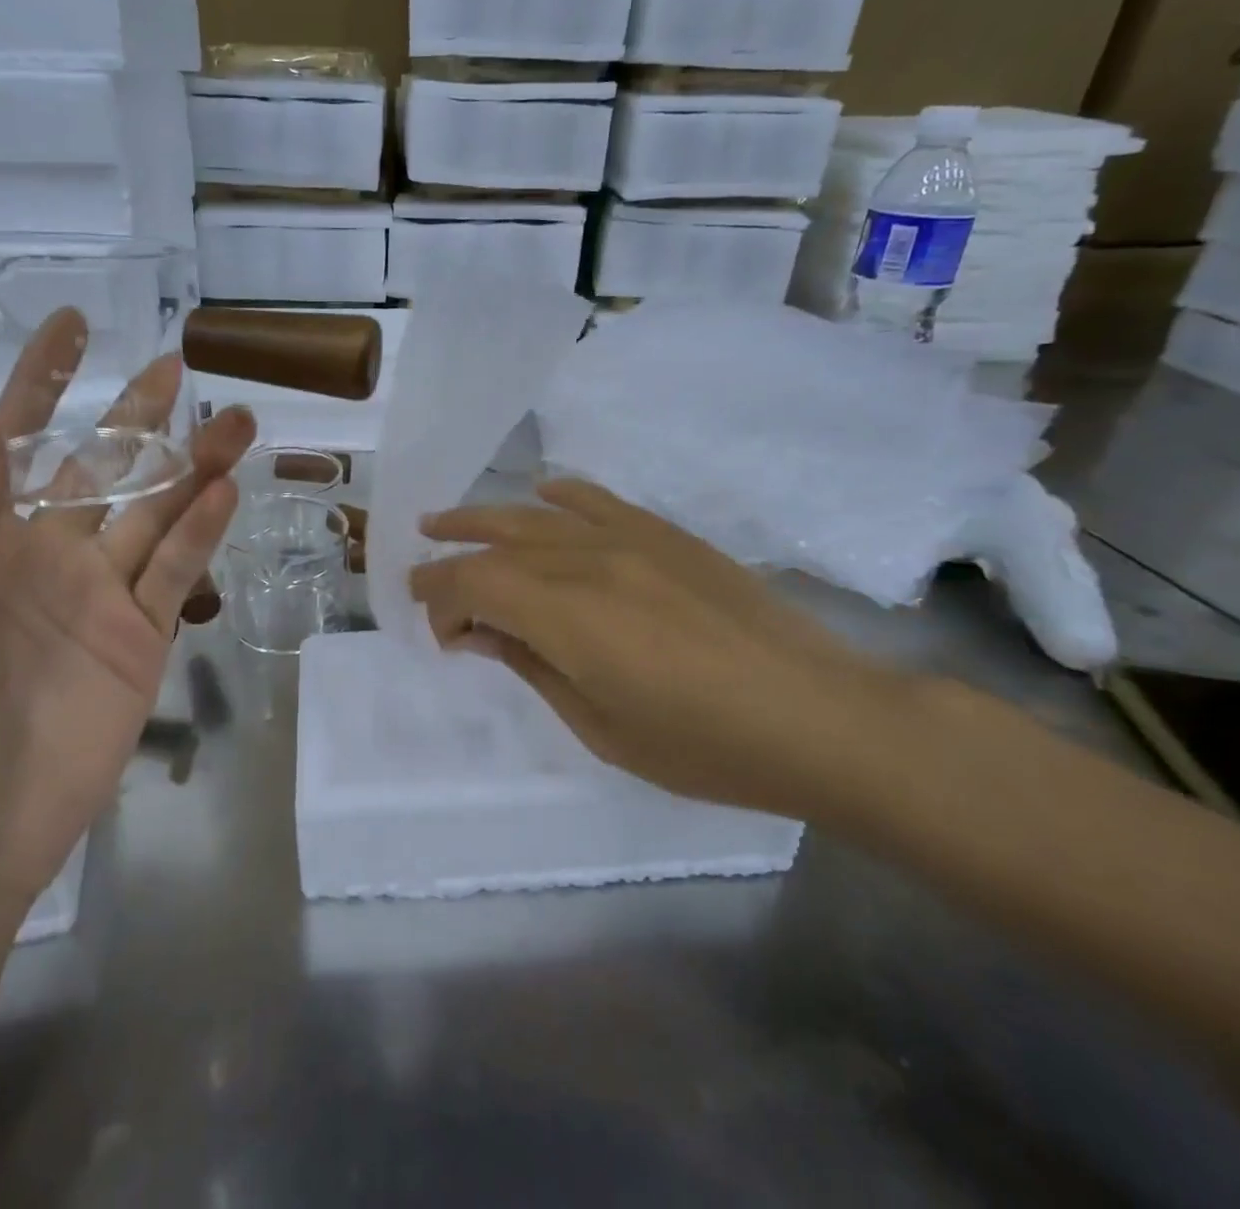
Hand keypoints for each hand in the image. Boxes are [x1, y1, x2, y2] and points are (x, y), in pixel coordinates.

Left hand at [0, 310, 255, 906]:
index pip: (14, 442)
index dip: (41, 381)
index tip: (73, 325)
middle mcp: (47, 555)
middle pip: (103, 470)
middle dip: (137, 417)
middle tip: (179, 366)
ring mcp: (101, 597)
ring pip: (155, 515)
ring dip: (191, 468)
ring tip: (236, 421)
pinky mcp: (143, 640)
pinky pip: (176, 573)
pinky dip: (201, 532)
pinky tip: (226, 491)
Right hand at [408, 478, 915, 822]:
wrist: (819, 716)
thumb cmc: (705, 746)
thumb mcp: (600, 727)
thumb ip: (533, 667)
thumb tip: (483, 634)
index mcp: (567, 616)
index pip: (475, 585)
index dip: (442, 601)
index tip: (441, 634)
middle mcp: (589, 562)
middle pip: (496, 544)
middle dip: (450, 557)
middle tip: (420, 570)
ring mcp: (631, 539)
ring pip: (537, 515)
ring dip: (484, 518)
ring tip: (446, 521)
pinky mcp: (667, 535)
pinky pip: (599, 500)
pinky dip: (560, 494)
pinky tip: (541, 493)